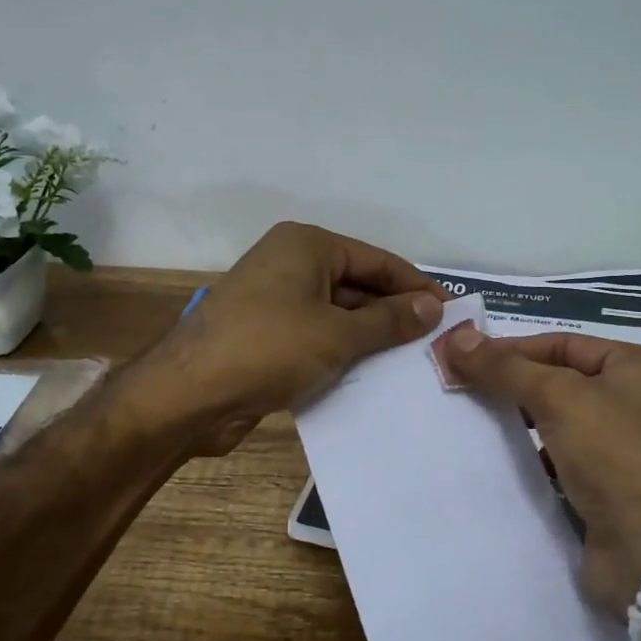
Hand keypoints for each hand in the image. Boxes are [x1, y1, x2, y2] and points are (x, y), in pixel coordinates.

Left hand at [149, 222, 445, 454]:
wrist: (188, 395)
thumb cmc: (269, 349)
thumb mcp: (339, 334)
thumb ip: (389, 320)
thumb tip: (433, 308)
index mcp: (307, 246)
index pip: (377, 261)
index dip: (416, 287)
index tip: (452, 313)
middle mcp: (289, 263)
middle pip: (357, 284)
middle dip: (394, 313)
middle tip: (435, 342)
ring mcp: (274, 299)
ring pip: (337, 312)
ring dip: (369, 336)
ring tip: (412, 362)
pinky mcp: (265, 333)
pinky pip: (316, 334)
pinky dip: (341, 351)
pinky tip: (370, 375)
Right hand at [436, 326, 640, 617]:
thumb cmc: (613, 455)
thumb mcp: (557, 398)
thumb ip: (505, 367)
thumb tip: (454, 338)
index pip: (565, 344)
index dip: (512, 349)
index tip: (464, 357)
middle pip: (563, 378)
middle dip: (514, 382)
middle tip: (463, 384)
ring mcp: (630, 445)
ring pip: (562, 418)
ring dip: (522, 417)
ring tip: (475, 416)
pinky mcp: (614, 483)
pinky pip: (565, 453)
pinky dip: (535, 451)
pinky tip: (501, 453)